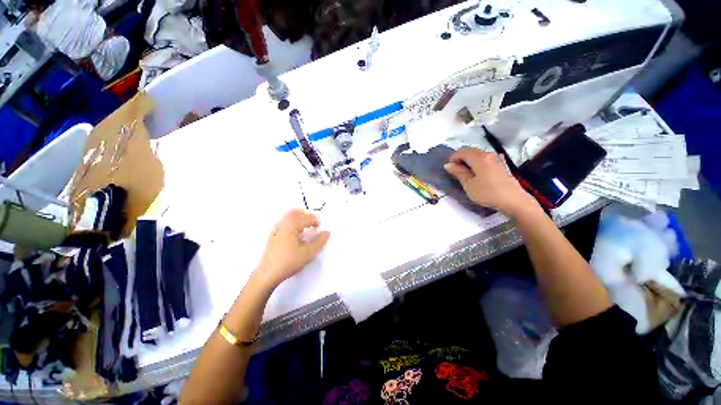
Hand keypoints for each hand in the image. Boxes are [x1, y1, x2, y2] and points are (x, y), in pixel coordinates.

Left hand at [256, 209, 330, 288]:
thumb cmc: (290, 261)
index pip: (306, 218)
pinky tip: (294, 235)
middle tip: (312, 222)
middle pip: (294, 213)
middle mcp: (283, 225)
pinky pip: (283, 224)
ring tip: (304, 227)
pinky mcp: (272, 237)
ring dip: (297, 219)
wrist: (268, 274)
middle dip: (304, 215)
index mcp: (292, 226)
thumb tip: (327, 232)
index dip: (314, 220)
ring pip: (287, 218)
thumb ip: (320, 241)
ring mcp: (275, 230)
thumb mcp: (309, 253)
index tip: (319, 226)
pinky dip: (291, 224)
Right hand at [444, 148, 537, 216]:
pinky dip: (479, 162)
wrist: (512, 200)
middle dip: (460, 159)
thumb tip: (448, 164)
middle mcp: (488, 154)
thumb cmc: (487, 193)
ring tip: (466, 173)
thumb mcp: (468, 184)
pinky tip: (480, 169)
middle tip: (456, 171)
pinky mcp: (501, 165)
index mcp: (478, 158)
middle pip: (470, 151)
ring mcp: (496, 158)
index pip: (461, 152)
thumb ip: (458, 172)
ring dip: (470, 161)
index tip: (449, 170)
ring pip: (478, 155)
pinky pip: (487, 159)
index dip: (453, 158)